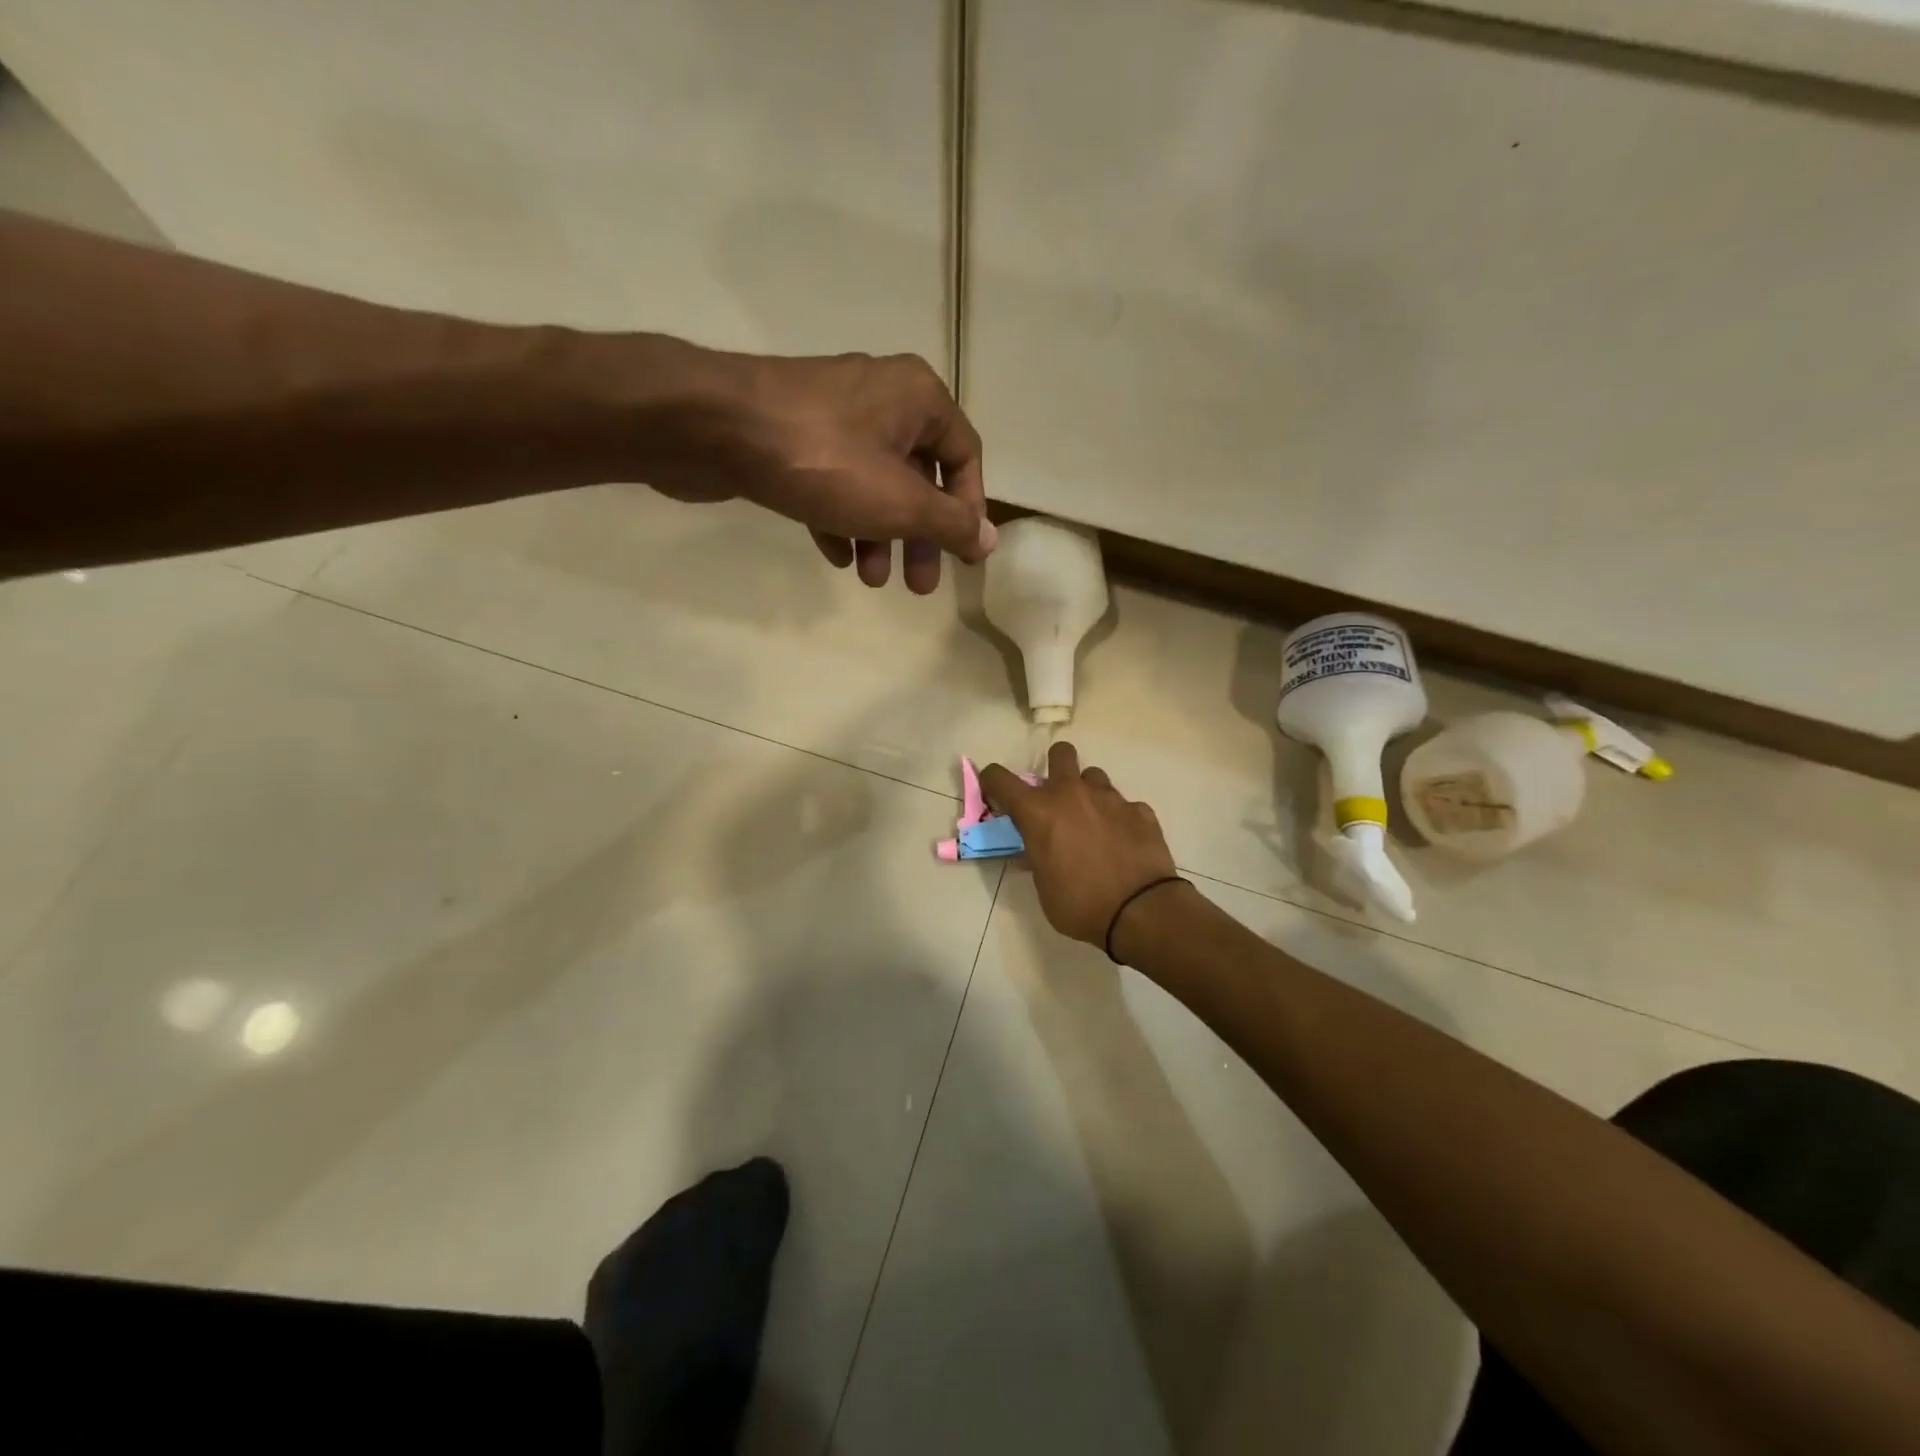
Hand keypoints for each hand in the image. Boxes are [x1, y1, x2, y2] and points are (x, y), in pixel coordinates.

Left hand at [649, 348, 993, 594]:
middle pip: (919, 476)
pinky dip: (842, 519)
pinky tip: (835, 554)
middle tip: (918, 586)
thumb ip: (949, 524)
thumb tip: (988, 540)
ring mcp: (834, 415)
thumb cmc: (822, 461)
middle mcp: (882, 397)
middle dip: (920, 535)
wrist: (712, 427)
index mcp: (918, 398)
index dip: (968, 511)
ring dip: (880, 535)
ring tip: (871, 579)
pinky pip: (835, 481)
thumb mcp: (900, 501)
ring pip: (875, 483)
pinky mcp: (794, 435)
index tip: (961, 557)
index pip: (964, 457)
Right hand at [979, 741, 1179, 947]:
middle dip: (1055, 767)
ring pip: (1094, 776)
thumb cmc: (1080, 904)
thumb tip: (1034, 850)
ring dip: (1088, 793)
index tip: (997, 796)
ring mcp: (1109, 798)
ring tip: (1093, 822)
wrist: (1140, 910)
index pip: (1000, 778)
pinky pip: (1124, 804)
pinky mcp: (1140, 810)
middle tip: (1056, 796)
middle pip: (1060, 753)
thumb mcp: (1043, 887)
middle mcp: (1072, 793)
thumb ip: (1036, 858)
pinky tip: (1122, 841)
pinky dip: (1118, 818)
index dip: (993, 782)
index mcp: (1039, 811)